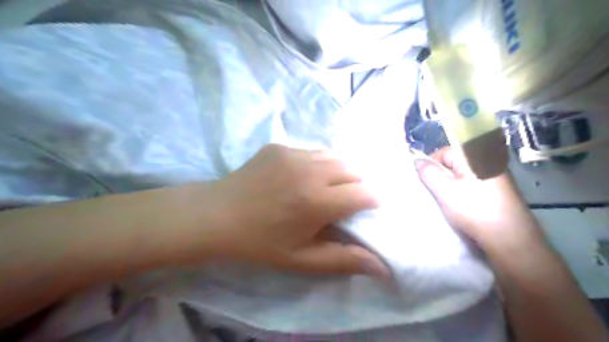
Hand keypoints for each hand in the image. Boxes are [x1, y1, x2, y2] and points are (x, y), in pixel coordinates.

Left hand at [201, 144, 386, 277]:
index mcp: (316, 201)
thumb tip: (383, 268)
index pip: (363, 193)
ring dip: (338, 172)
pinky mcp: (279, 146)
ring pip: (334, 156)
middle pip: (353, 169)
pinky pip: (311, 151)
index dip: (370, 202)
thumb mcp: (301, 259)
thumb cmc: (259, 243)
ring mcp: (292, 153)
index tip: (363, 211)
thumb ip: (343, 260)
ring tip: (325, 188)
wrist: (215, 215)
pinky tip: (300, 178)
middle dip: (356, 185)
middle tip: (342, 202)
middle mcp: (309, 170)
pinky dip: (316, 164)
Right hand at [414, 147, 536, 245]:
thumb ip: (428, 173)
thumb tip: (418, 160)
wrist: (511, 240)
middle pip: (453, 163)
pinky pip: (473, 184)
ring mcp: (495, 176)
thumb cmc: (474, 211)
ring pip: (462, 175)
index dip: (431, 165)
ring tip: (448, 202)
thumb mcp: (444, 191)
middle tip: (436, 193)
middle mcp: (487, 161)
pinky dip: (463, 191)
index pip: (444, 152)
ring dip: (451, 185)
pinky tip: (462, 206)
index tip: (426, 182)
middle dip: (441, 176)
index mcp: (474, 156)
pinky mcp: (499, 190)